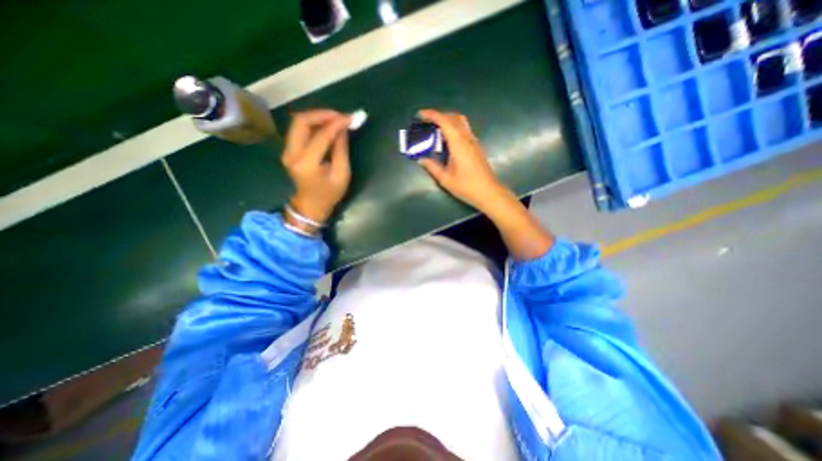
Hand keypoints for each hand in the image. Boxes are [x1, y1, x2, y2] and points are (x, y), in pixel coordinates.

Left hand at [282, 107, 350, 222]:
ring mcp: (287, 151)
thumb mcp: (342, 175)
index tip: (351, 118)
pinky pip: (299, 129)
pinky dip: (313, 124)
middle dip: (322, 114)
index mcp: (307, 163)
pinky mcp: (288, 150)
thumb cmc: (329, 194)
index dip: (336, 124)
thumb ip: (341, 150)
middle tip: (340, 116)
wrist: (310, 206)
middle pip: (301, 121)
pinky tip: (326, 126)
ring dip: (317, 117)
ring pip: (298, 123)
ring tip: (335, 120)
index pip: (321, 135)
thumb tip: (343, 129)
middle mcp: (292, 154)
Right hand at [417, 109, 559, 259]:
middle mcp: (467, 138)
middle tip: (427, 123)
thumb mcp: (445, 179)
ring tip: (436, 131)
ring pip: (461, 123)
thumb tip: (421, 160)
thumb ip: (432, 167)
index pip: (444, 121)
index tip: (420, 115)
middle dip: (440, 116)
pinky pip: (464, 131)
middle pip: (454, 117)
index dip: (432, 115)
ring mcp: (474, 142)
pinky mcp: (477, 147)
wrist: (489, 192)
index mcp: (458, 144)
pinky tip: (448, 142)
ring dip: (448, 122)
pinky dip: (454, 129)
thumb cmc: (466, 186)